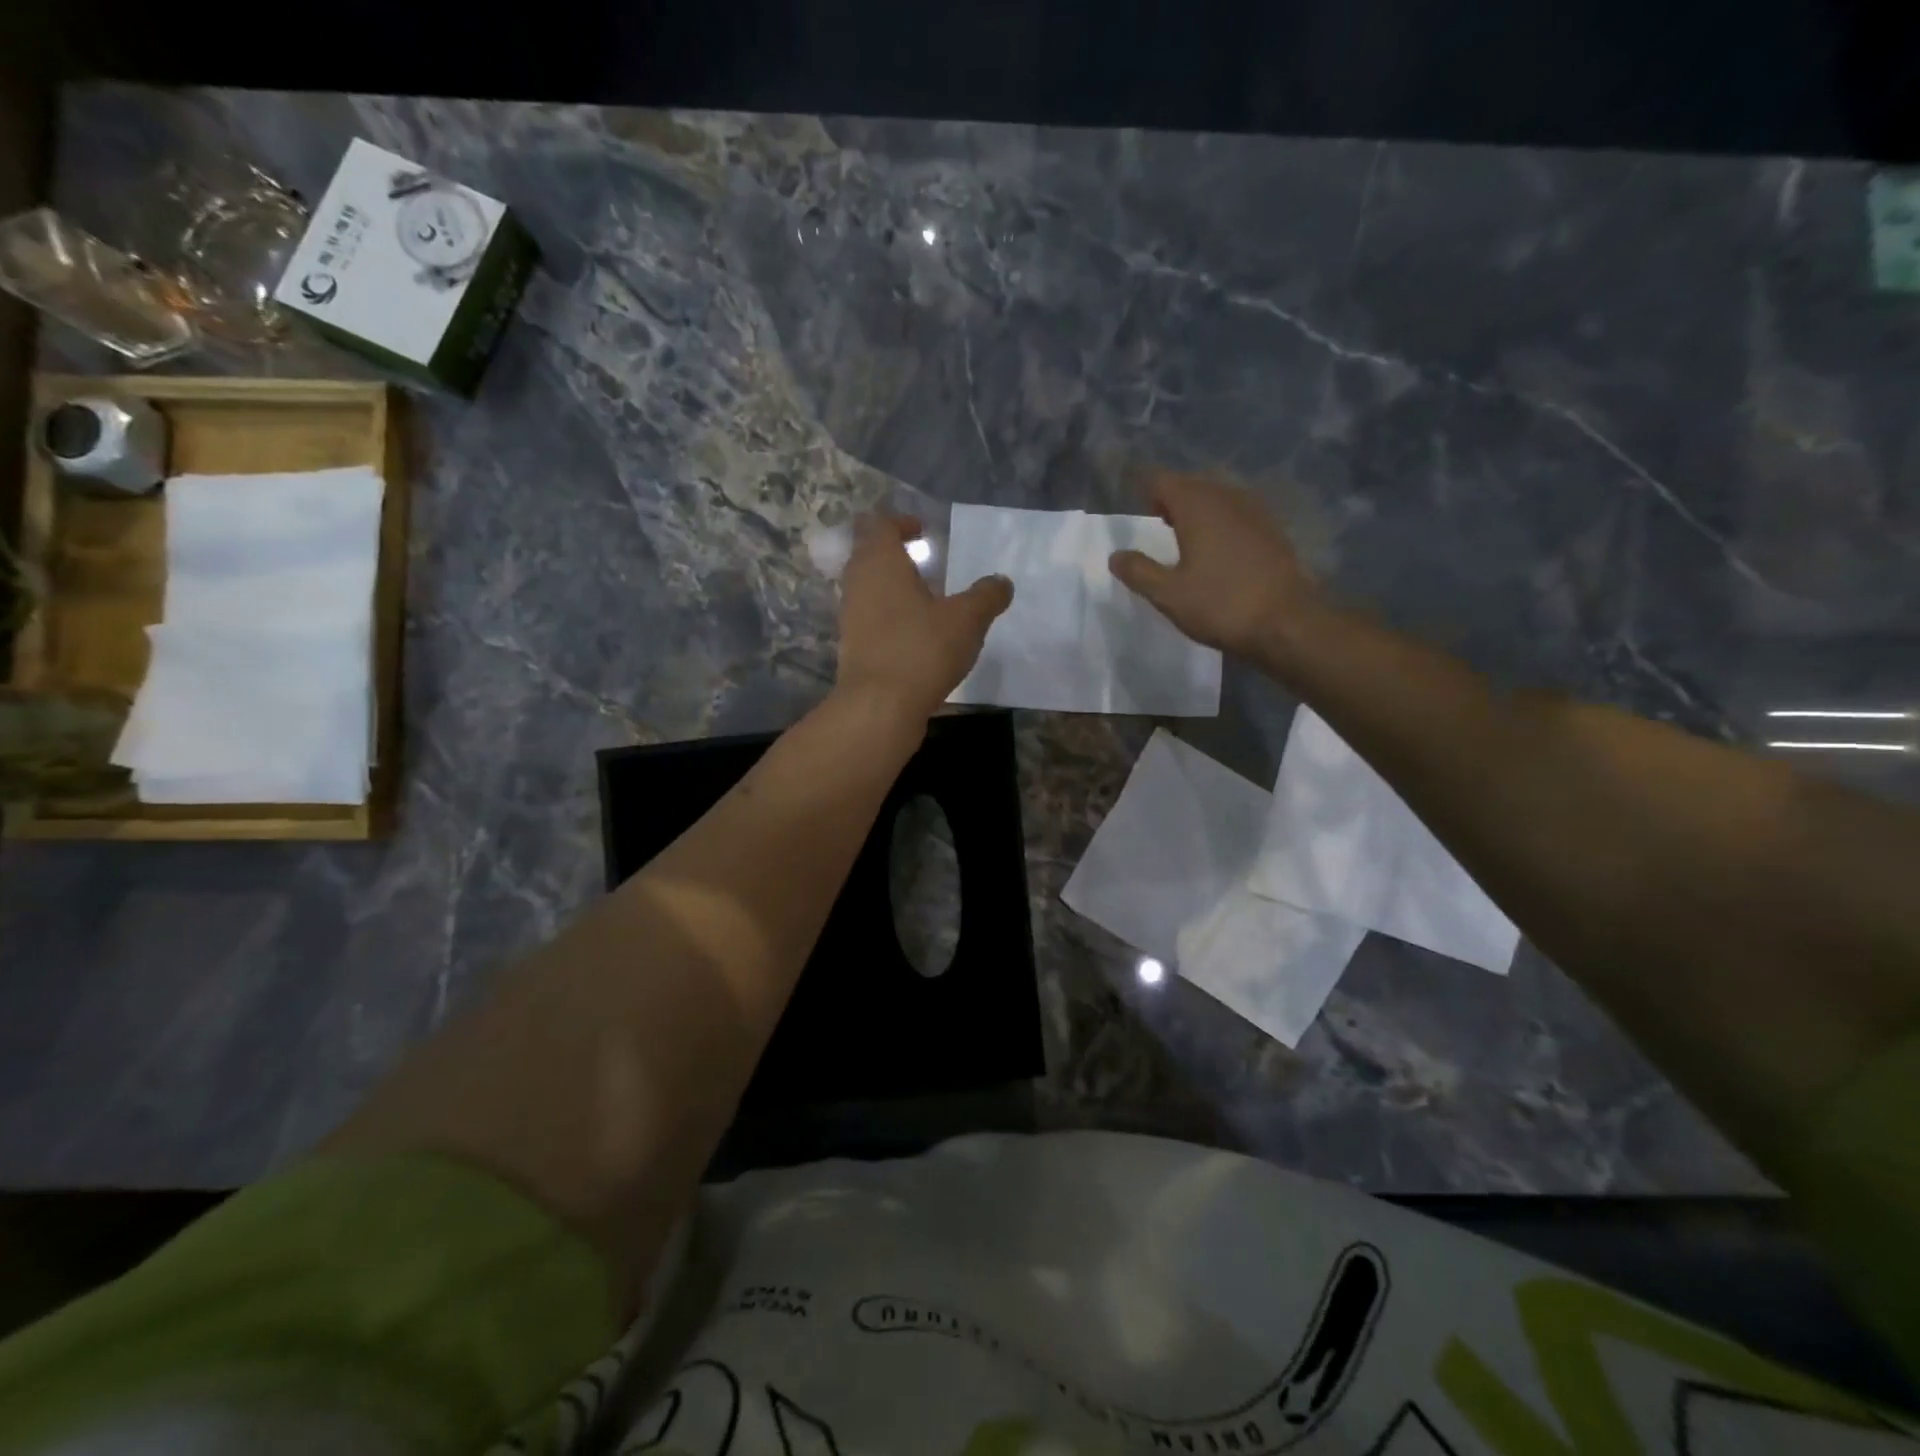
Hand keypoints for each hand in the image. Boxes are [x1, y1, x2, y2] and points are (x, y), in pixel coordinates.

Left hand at [836, 514, 1013, 721]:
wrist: (879, 707)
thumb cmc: (921, 649)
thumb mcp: (967, 620)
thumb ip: (986, 596)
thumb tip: (1001, 581)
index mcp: (880, 562)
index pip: (881, 525)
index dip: (901, 523)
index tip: (923, 530)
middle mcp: (858, 584)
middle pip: (869, 554)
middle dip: (894, 553)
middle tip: (924, 561)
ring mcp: (851, 617)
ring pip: (868, 588)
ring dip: (892, 587)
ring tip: (925, 599)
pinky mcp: (853, 647)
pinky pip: (870, 618)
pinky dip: (889, 616)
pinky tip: (916, 633)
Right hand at [1108, 472, 1324, 662]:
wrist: (1287, 622)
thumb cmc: (1221, 605)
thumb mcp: (1168, 594)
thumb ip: (1139, 571)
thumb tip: (1115, 555)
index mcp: (1197, 506)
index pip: (1162, 480)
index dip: (1144, 489)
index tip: (1134, 506)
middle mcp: (1227, 497)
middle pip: (1191, 484)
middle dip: (1171, 498)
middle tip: (1156, 520)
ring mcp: (1255, 511)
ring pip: (1217, 497)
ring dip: (1198, 509)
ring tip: (1184, 534)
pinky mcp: (1272, 530)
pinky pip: (1237, 513)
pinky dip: (1221, 521)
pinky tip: (1217, 548)